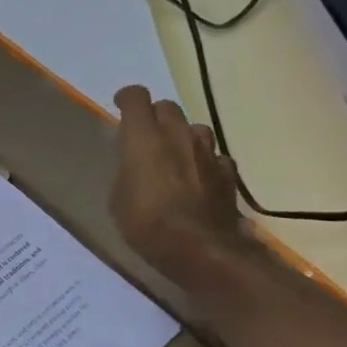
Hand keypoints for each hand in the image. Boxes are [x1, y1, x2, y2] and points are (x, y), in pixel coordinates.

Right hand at [111, 85, 254, 284]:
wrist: (199, 249)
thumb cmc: (145, 222)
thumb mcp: (118, 197)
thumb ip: (127, 170)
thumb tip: (136, 165)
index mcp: (144, 137)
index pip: (136, 97)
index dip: (126, 98)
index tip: (120, 106)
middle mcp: (178, 135)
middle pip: (168, 107)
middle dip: (155, 116)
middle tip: (146, 135)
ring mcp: (208, 152)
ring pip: (195, 128)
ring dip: (183, 135)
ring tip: (174, 155)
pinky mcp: (228, 173)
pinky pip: (215, 156)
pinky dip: (204, 161)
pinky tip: (198, 178)